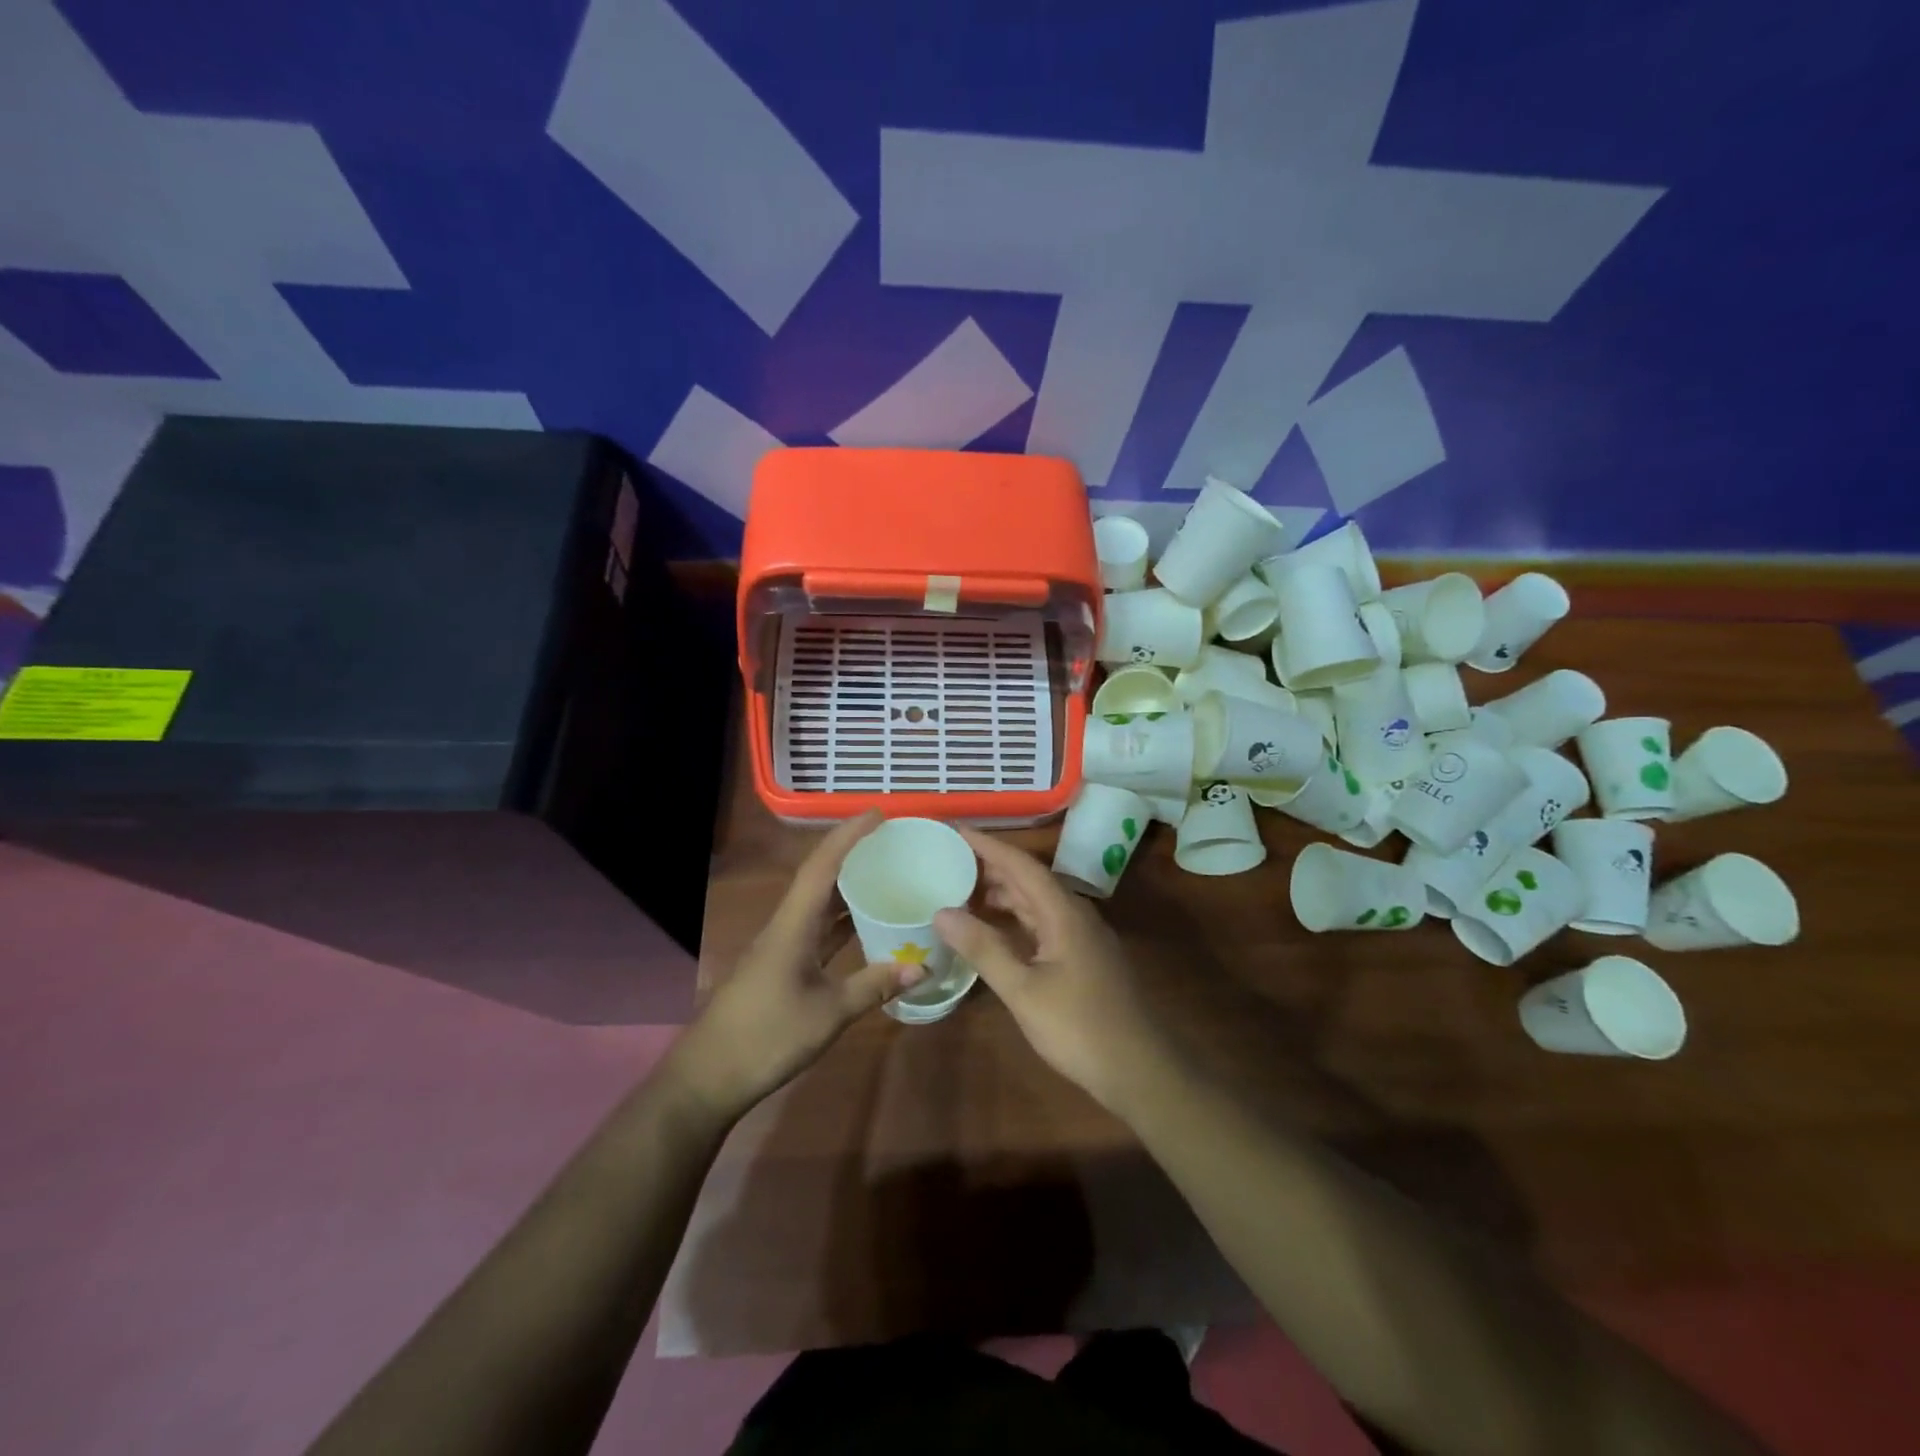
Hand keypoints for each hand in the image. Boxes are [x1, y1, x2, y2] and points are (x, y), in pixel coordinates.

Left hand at [668, 812, 926, 1117]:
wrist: (708, 1076)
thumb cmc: (766, 1037)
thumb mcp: (828, 1013)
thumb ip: (874, 985)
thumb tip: (921, 966)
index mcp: (793, 925)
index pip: (822, 866)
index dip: (849, 835)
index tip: (878, 814)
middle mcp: (785, 926)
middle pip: (819, 877)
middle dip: (852, 853)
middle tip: (891, 842)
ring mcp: (780, 947)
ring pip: (818, 904)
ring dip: (847, 886)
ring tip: (885, 873)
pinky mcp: (780, 966)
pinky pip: (816, 929)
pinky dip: (841, 921)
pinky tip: (864, 926)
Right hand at [934, 827, 1175, 1117]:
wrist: (1139, 1070)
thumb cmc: (1079, 1027)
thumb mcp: (1023, 990)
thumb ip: (984, 948)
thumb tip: (941, 912)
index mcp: (1064, 913)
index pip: (1021, 865)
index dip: (988, 845)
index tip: (956, 830)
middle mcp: (1076, 915)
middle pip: (1030, 880)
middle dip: (991, 868)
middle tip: (950, 862)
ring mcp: (1083, 937)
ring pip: (1037, 903)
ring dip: (1003, 895)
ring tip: (963, 893)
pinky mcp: (1084, 958)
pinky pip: (1044, 924)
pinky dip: (1016, 920)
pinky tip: (995, 931)